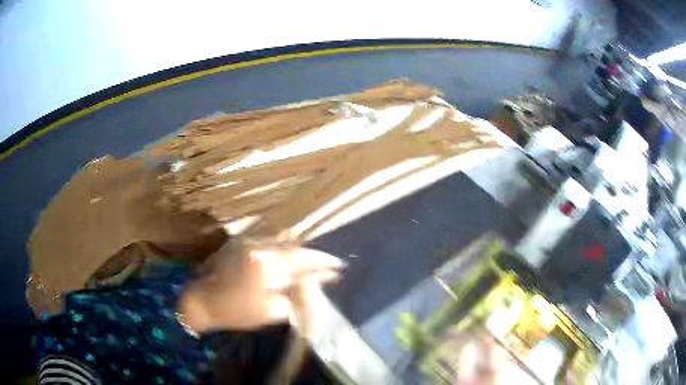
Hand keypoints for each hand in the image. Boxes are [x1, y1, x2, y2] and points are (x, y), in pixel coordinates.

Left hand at [178, 241, 345, 332]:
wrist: (202, 301)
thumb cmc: (237, 311)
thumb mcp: (271, 311)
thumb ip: (296, 295)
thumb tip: (313, 283)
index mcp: (266, 265)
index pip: (303, 259)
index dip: (323, 262)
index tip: (339, 266)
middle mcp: (257, 246)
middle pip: (294, 247)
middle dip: (312, 258)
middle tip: (326, 267)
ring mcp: (247, 241)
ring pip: (281, 243)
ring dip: (297, 254)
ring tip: (309, 266)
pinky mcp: (239, 242)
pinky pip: (268, 243)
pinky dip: (281, 252)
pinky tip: (287, 261)